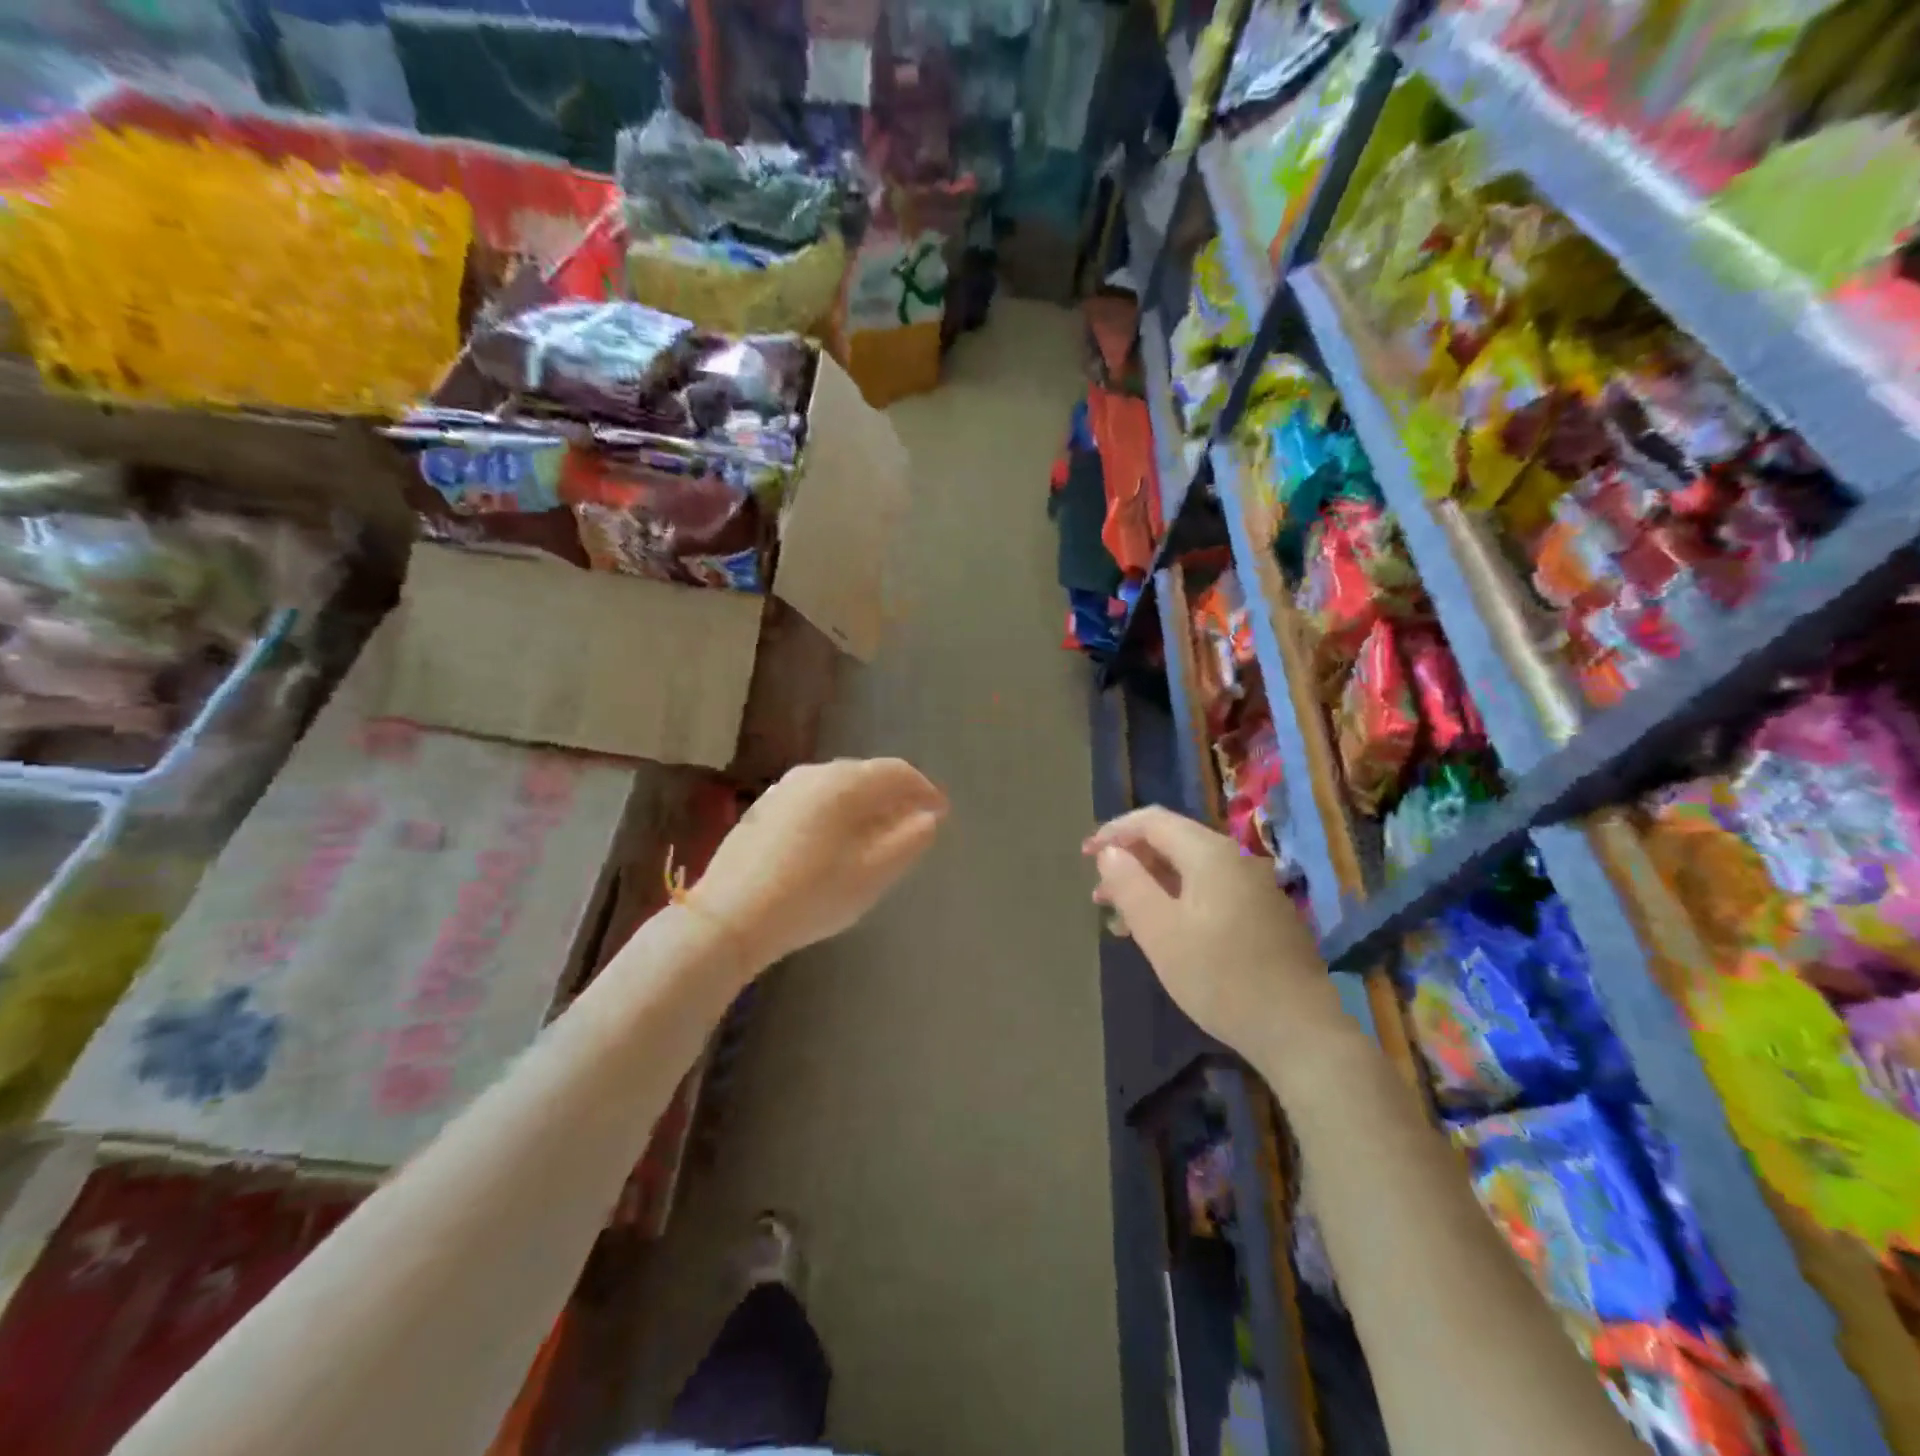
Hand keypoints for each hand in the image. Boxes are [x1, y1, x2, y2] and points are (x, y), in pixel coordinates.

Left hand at [689, 758, 946, 977]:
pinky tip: (836, 840)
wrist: (730, 917)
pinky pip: (815, 798)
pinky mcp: (764, 807)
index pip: (897, 772)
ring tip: (878, 834)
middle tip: (913, 825)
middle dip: (895, 796)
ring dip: (865, 803)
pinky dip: (837, 810)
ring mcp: (785, 788)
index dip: (925, 789)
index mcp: (845, 784)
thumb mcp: (873, 874)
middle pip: (867, 774)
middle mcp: (814, 774)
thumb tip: (929, 817)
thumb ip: (909, 841)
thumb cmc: (812, 896)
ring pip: (838, 785)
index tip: (941, 813)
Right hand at [1085, 806, 1339, 1057]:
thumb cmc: (1221, 978)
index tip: (1085, 856)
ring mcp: (1255, 886)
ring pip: (1190, 869)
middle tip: (1100, 896)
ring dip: (1152, 884)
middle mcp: (1236, 859)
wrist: (1300, 1031)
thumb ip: (1129, 885)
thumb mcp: (1161, 932)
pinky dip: (1178, 900)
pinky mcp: (1264, 914)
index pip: (1152, 821)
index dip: (1114, 832)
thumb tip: (1110, 853)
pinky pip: (1210, 891)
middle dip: (1131, 862)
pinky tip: (1165, 933)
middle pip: (1172, 842)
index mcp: (1210, 854)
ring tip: (1124, 920)